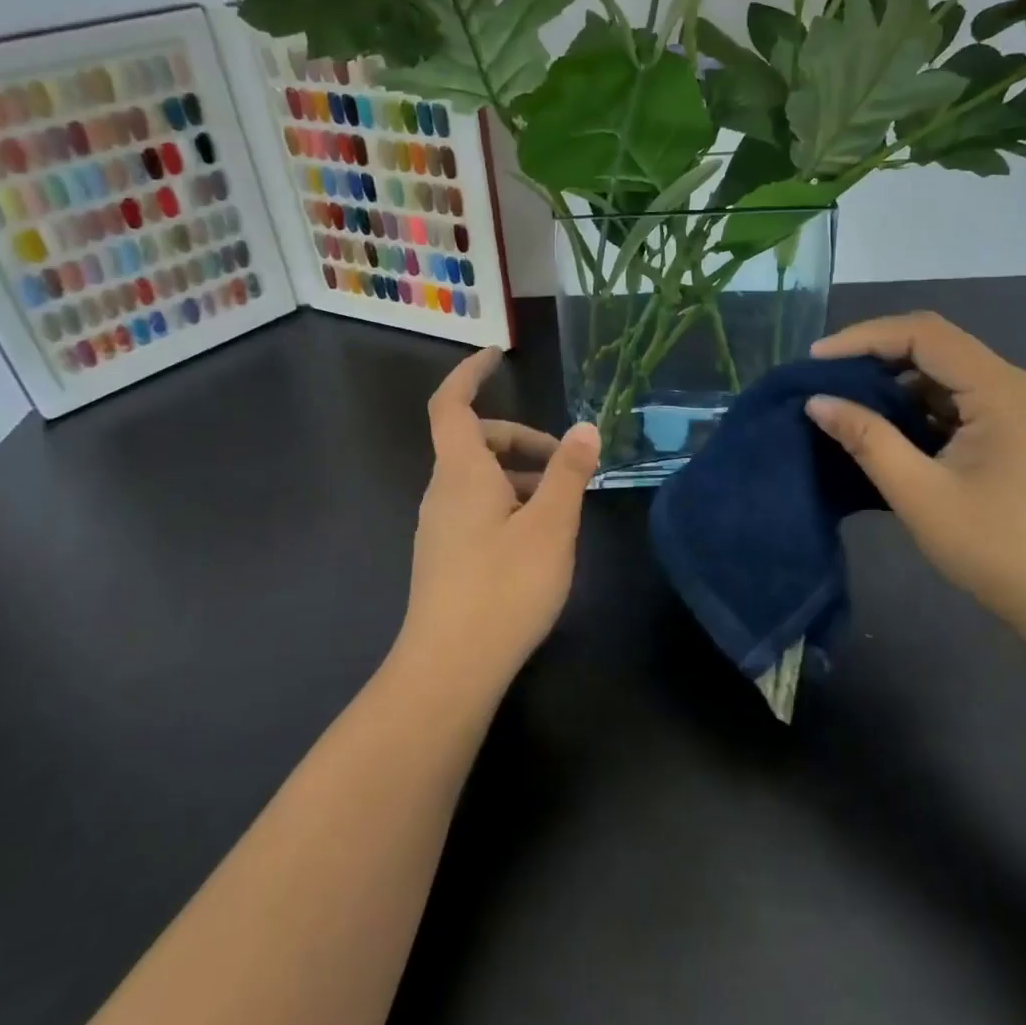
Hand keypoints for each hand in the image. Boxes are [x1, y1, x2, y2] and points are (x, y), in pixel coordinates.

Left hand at [399, 348, 600, 697]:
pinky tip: (539, 539)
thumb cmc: (504, 587)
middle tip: (566, 459)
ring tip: (562, 504)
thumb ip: (569, 472)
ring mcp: (439, 526)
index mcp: (461, 472)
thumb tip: (586, 427)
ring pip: (479, 479)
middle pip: (475, 441)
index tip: (495, 354)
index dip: (470, 373)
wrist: (449, 670)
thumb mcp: (551, 525)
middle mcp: (442, 491)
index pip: (453, 403)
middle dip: (520, 438)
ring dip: (519, 475)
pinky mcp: (445, 556)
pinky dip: (508, 503)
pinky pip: (476, 508)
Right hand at [805, 312, 1025, 629]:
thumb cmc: (1001, 551)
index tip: (815, 360)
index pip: (923, 334)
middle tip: (826, 380)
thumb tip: (817, 401)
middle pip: (938, 347)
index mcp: (1003, 391)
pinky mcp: (1025, 434)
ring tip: (849, 405)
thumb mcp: (920, 494)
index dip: (863, 337)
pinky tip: (893, 432)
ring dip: (898, 385)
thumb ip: (866, 439)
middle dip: (876, 357)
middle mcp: (1020, 387)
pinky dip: (923, 408)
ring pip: (950, 375)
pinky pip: (964, 402)